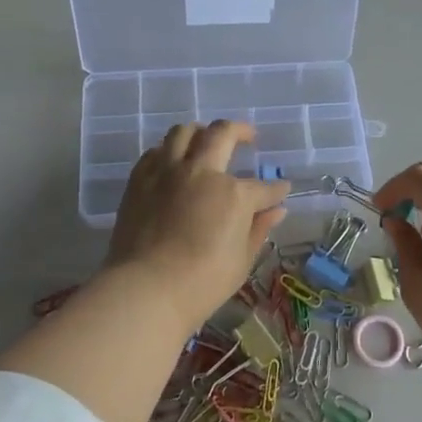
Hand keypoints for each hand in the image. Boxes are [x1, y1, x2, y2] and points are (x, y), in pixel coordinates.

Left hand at [105, 121, 288, 330]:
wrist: (145, 289)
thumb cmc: (202, 282)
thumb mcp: (241, 260)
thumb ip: (258, 229)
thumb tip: (276, 211)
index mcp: (234, 194)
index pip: (264, 187)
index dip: (276, 190)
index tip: (281, 190)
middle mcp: (202, 171)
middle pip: (223, 134)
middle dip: (241, 131)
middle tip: (248, 137)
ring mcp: (167, 172)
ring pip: (184, 131)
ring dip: (201, 132)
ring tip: (207, 141)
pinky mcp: (140, 180)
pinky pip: (156, 151)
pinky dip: (169, 151)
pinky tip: (174, 163)